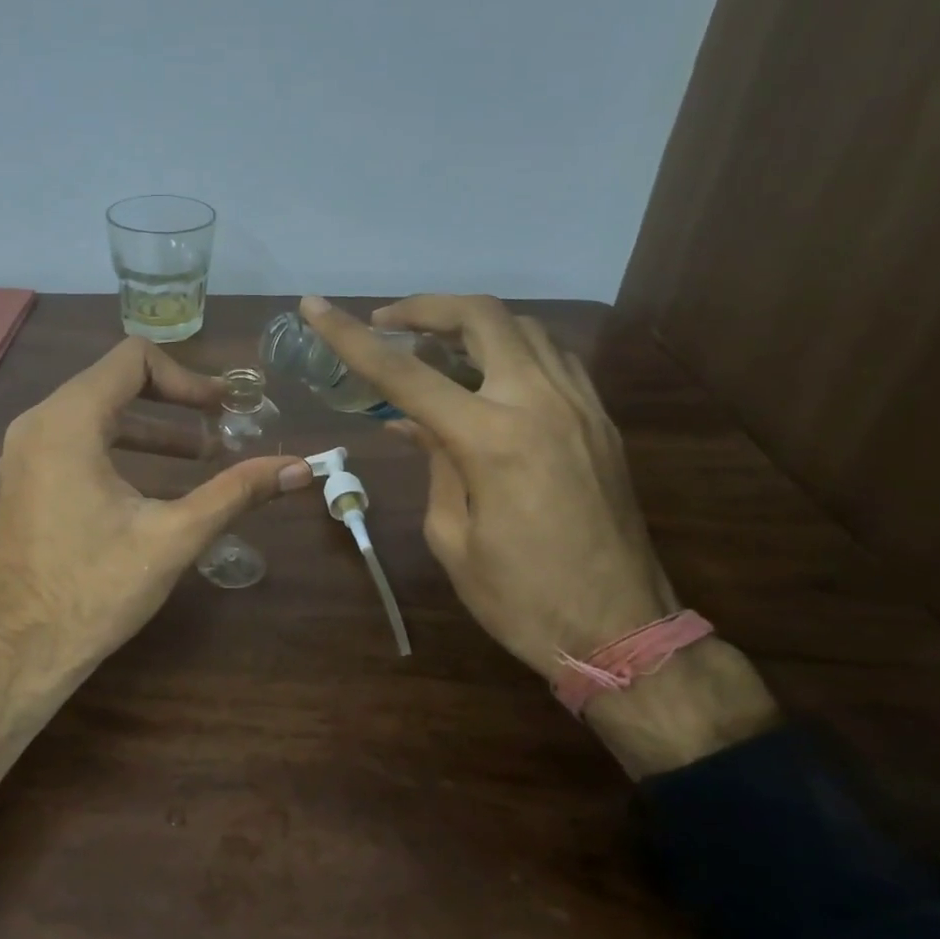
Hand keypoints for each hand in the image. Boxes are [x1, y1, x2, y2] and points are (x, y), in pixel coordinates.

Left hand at [0, 337, 312, 687]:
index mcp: (68, 423)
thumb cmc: (96, 590)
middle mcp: (37, 423)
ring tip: (201, 455)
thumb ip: (237, 492)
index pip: (133, 359)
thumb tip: (301, 468)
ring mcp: (23, 451)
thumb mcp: (175, 536)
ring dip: (150, 427)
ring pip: (95, 412)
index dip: (187, 377)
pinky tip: (156, 481)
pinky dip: (119, 446)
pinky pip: (75, 439)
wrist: (22, 651)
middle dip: (174, 401)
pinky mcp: (24, 478)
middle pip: (114, 381)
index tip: (224, 409)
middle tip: (222, 426)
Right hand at [299, 295, 775, 774]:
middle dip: (426, 308)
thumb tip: (414, 424)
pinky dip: (511, 348)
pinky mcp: (601, 421)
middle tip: (388, 323)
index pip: (406, 374)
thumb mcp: (453, 538)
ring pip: (525, 328)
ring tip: (432, 346)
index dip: (351, 337)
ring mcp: (580, 406)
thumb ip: (433, 465)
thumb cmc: (522, 598)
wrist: (623, 631)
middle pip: (482, 317)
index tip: (315, 306)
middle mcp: (540, 403)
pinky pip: (553, 357)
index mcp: (492, 439)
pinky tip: (488, 373)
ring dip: (471, 324)